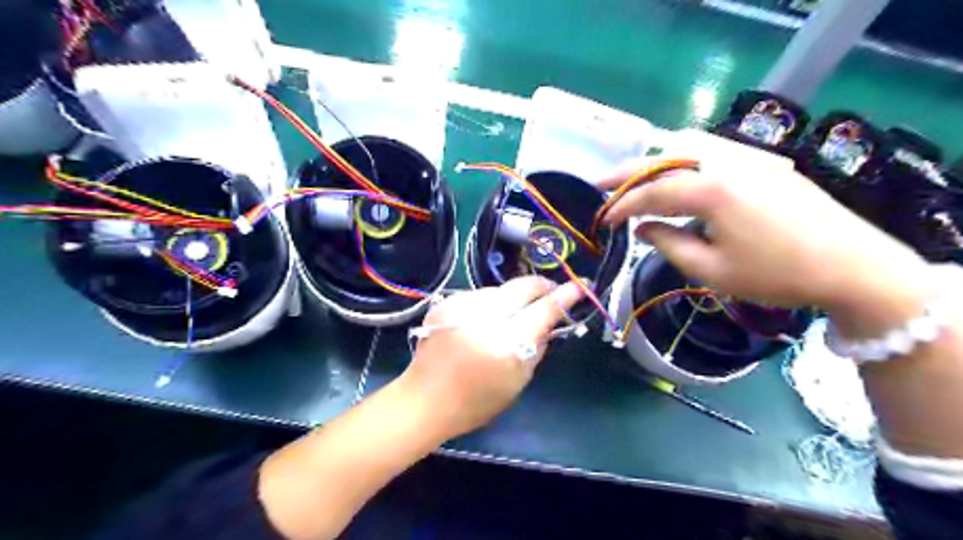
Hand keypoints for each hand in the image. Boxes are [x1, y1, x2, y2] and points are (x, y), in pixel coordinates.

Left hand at [397, 275, 577, 435]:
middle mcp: (484, 318)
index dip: (567, 294)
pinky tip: (486, 320)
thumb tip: (550, 320)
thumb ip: (538, 346)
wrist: (425, 399)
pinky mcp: (446, 303)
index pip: (545, 309)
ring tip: (513, 314)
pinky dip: (490, 303)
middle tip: (552, 292)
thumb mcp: (519, 380)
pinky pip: (479, 295)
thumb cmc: (477, 401)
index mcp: (505, 344)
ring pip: (501, 289)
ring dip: (514, 297)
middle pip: (523, 286)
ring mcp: (461, 306)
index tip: (581, 284)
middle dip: (542, 285)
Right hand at [600, 160, 924, 312]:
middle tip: (601, 184)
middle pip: (665, 159)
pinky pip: (713, 151)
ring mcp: (750, 157)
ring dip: (656, 161)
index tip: (602, 219)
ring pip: (689, 146)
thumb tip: (642, 228)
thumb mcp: (711, 269)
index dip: (621, 206)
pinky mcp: (765, 163)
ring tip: (635, 179)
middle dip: (629, 173)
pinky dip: (685, 159)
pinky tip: (679, 175)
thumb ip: (667, 243)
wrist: (854, 267)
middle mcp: (727, 161)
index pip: (651, 193)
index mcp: (711, 189)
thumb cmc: (775, 274)